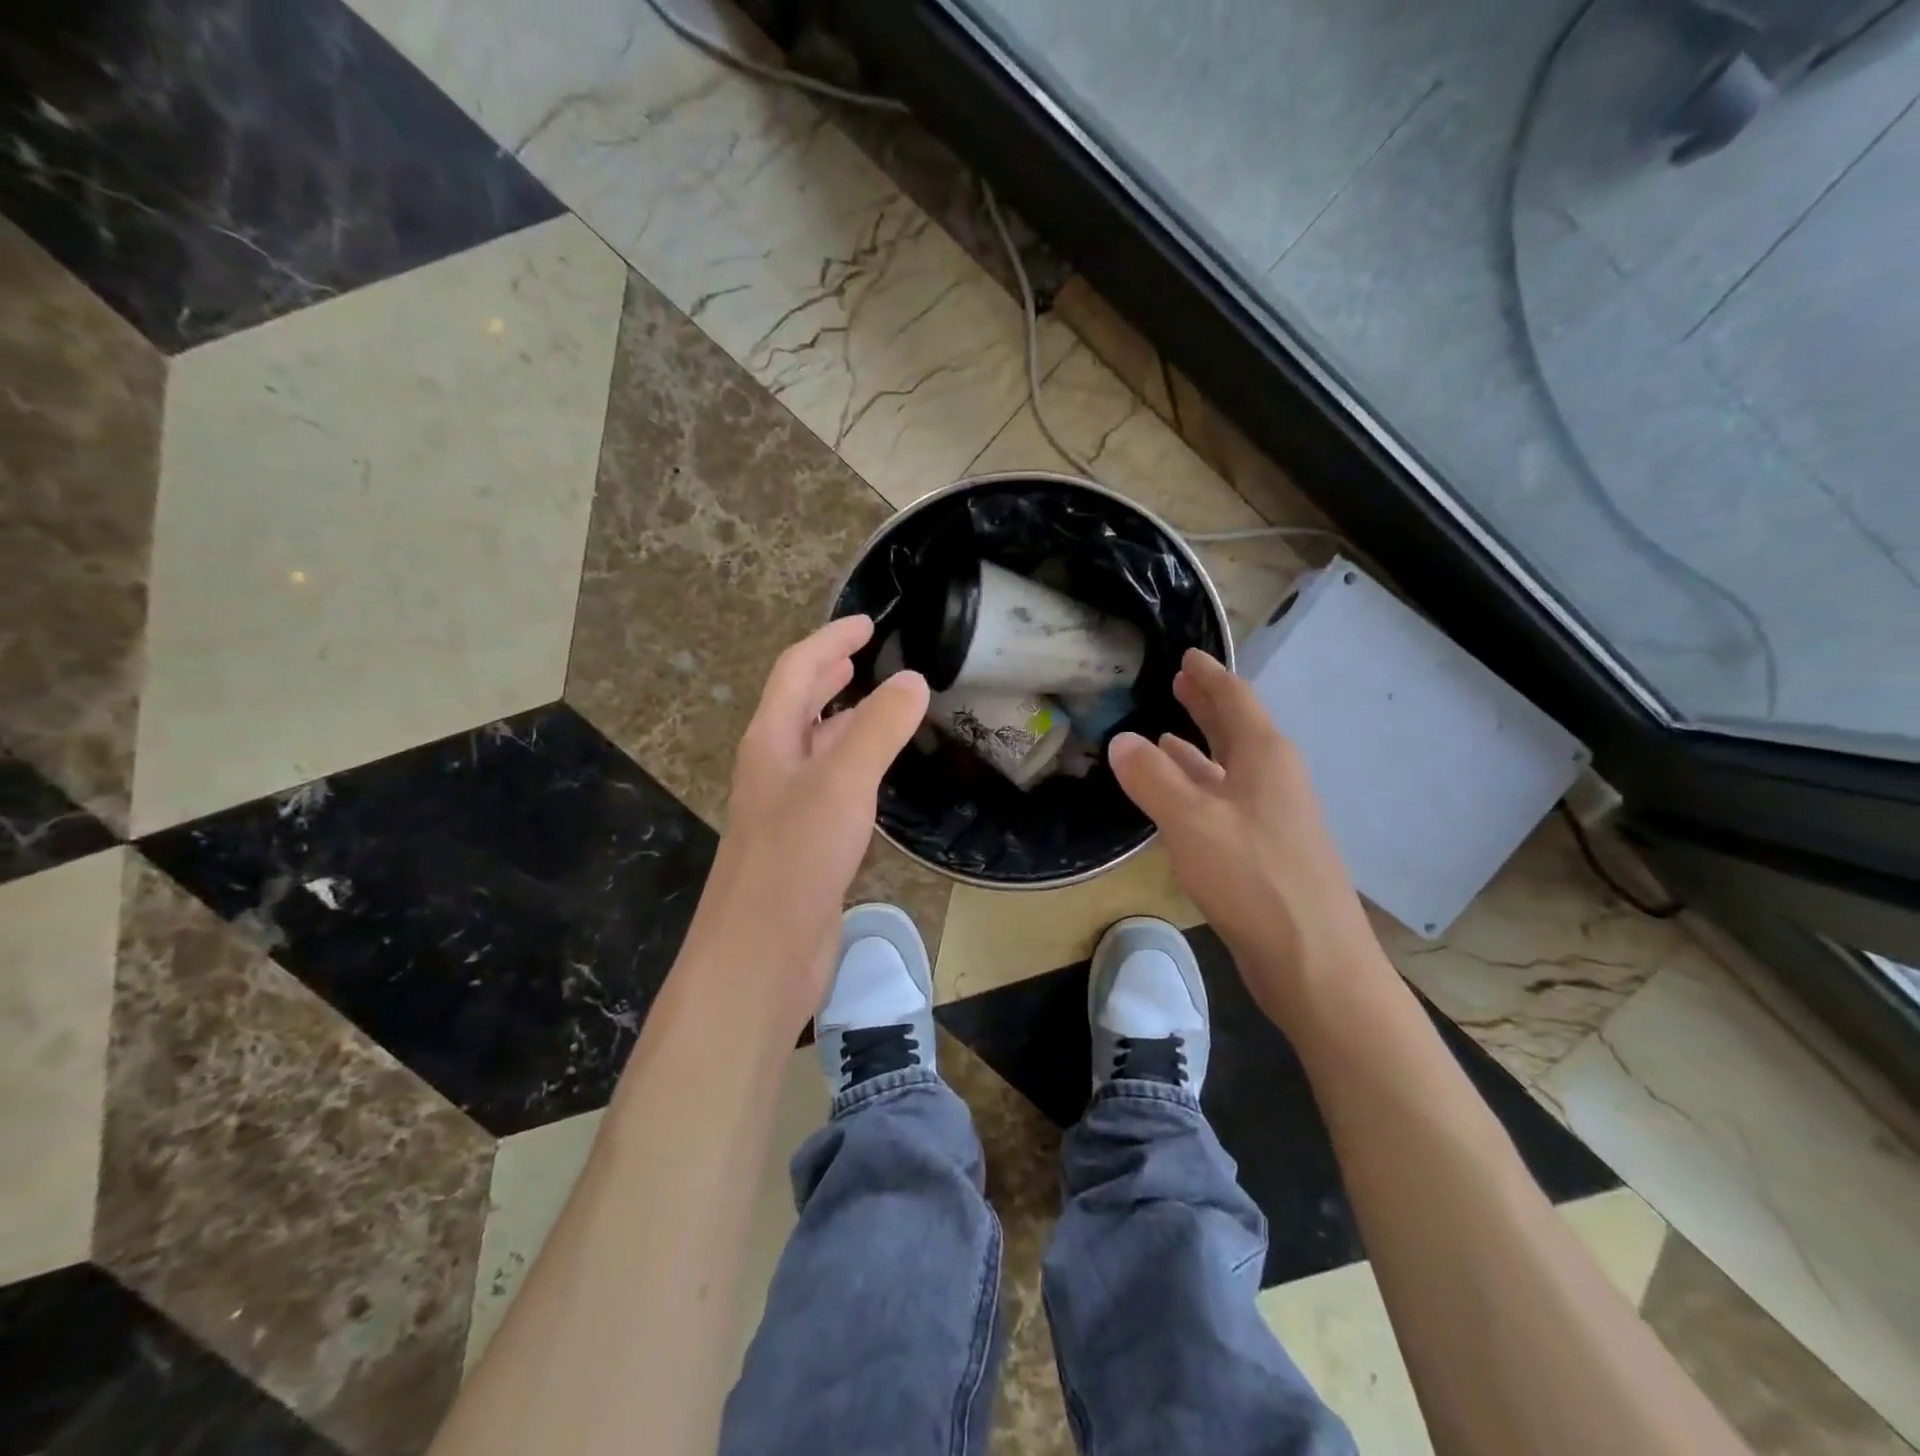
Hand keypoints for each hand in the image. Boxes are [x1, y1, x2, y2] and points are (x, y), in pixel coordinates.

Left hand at [682, 616, 928, 1033]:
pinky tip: (876, 775)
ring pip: (817, 747)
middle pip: (799, 705)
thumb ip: (878, 729)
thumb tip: (914, 680)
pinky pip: (831, 786)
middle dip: (829, 674)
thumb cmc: (794, 859)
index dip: (830, 641)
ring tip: (880, 704)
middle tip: (865, 656)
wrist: (759, 955)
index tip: (867, 623)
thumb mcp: (841, 783)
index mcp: (771, 741)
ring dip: (843, 719)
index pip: (796, 671)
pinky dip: (854, 764)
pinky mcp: (805, 844)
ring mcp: (787, 808)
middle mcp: (774, 767)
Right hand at [1109, 648, 1382, 1028]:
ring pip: (1229, 767)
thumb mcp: (1192, 821)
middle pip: (1237, 729)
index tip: (1188, 654)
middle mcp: (1274, 778)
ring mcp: (1272, 816)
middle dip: (1207, 704)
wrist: (1313, 960)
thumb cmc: (1254, 879)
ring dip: (1200, 748)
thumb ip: (1152, 778)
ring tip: (1166, 734)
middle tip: (1179, 682)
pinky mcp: (1264, 851)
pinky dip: (1199, 789)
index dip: (1209, 675)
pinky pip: (1225, 801)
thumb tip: (1120, 740)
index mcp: (1265, 757)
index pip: (1235, 699)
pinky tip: (1179, 798)